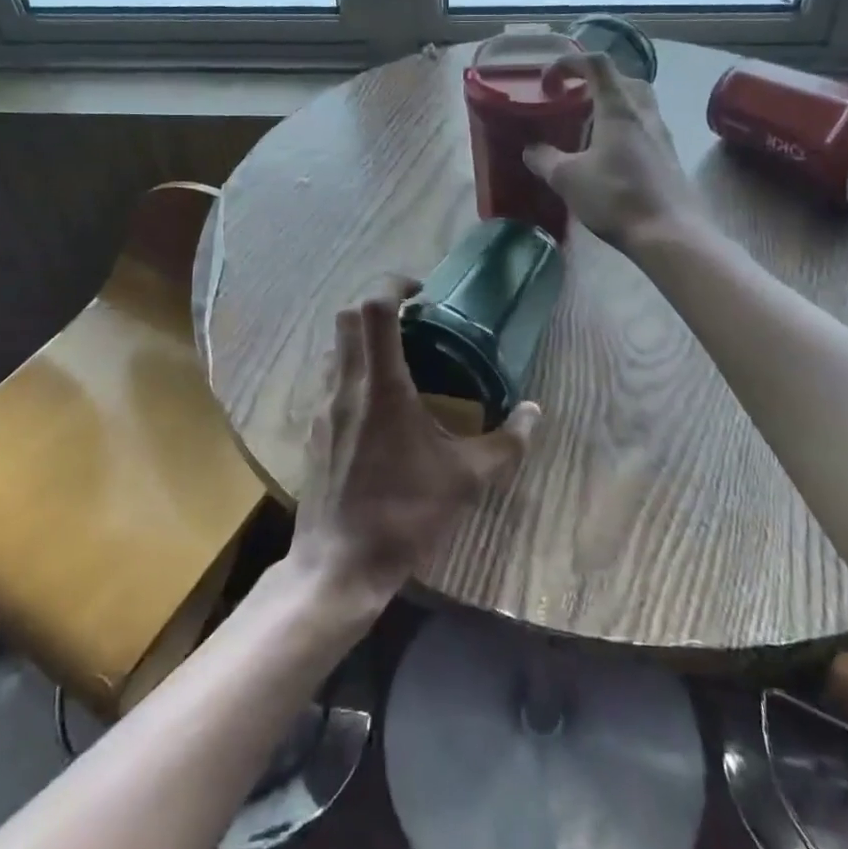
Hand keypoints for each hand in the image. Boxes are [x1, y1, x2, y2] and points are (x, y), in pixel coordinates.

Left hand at [289, 282, 538, 607]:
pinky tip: (379, 403)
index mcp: (381, 386)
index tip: (422, 292)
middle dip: (377, 304)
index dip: (394, 284)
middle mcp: (346, 385)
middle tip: (413, 318)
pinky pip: (330, 378)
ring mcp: (323, 406)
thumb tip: (534, 412)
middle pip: (347, 316)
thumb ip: (507, 442)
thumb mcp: (466, 479)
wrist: (339, 564)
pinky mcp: (313, 428)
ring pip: (334, 346)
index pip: (373, 308)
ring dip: (362, 337)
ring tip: (399, 356)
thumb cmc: (404, 515)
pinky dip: (352, 369)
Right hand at [523, 53, 700, 253]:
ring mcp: (661, 134)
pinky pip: (644, 127)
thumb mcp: (567, 179)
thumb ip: (544, 159)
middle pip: (623, 79)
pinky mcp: (668, 156)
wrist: (669, 234)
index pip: (597, 64)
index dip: (570, 63)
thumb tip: (531, 149)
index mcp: (618, 108)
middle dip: (594, 82)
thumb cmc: (616, 197)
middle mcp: (644, 113)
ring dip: (611, 106)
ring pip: (637, 103)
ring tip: (587, 128)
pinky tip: (608, 155)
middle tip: (572, 101)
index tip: (548, 81)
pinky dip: (623, 128)